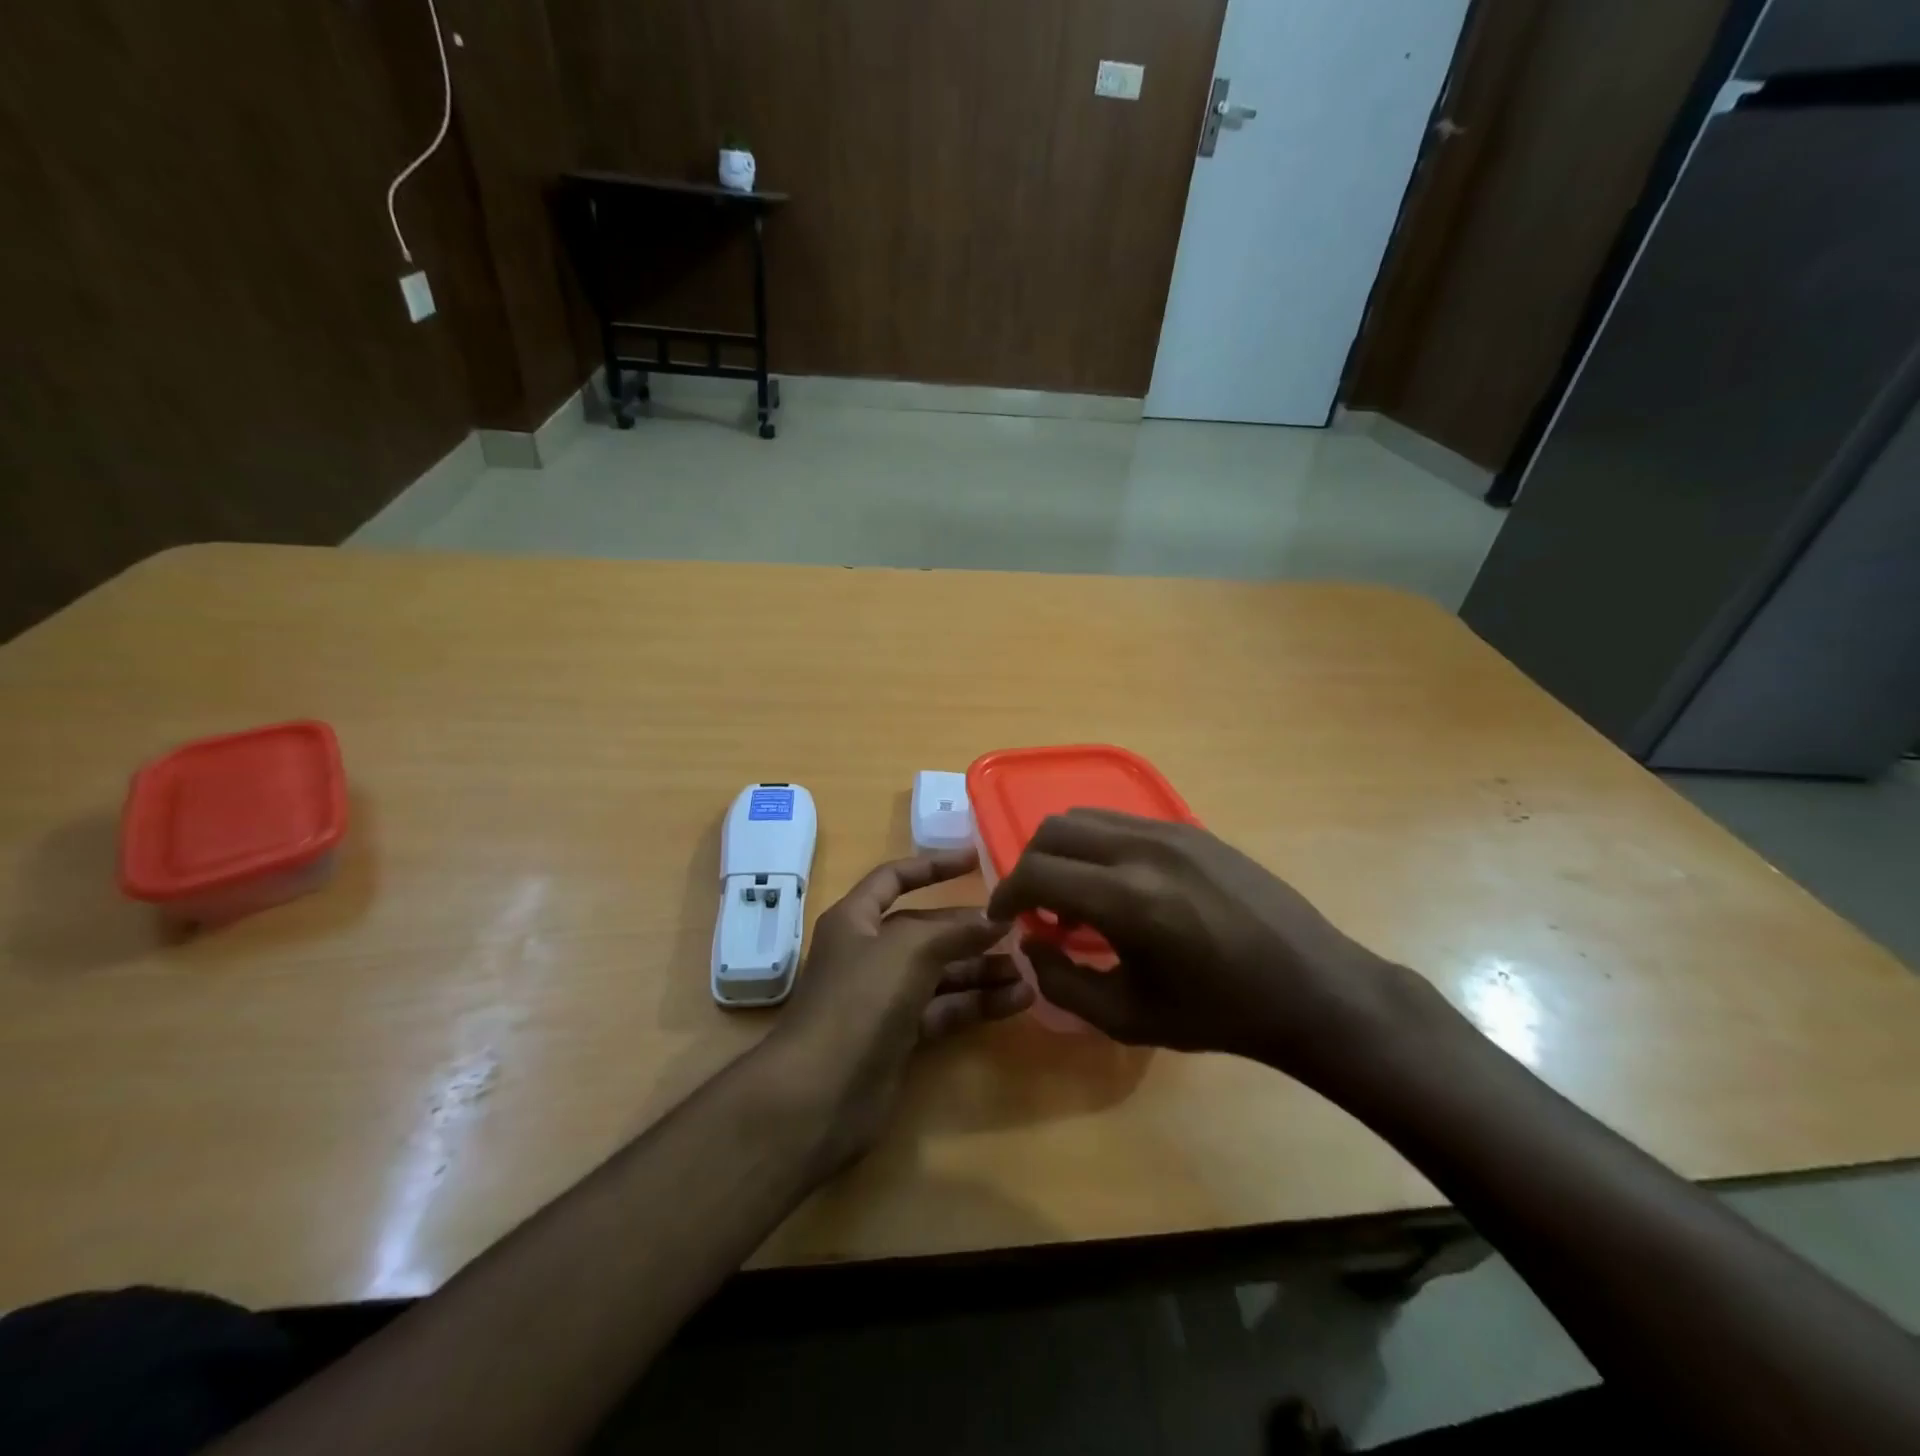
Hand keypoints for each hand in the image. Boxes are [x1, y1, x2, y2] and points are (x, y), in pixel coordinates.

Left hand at [768, 848, 1032, 1166]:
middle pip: (926, 931)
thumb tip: (995, 918)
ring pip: (941, 973)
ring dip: (982, 970)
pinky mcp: (900, 1036)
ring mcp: (884, 997)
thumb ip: (954, 930)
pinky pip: (945, 1009)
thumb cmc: (859, 1001)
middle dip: (970, 930)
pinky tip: (1018, 1001)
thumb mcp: (908, 950)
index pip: (895, 878)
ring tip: (1029, 970)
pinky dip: (977, 1003)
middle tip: (1019, 930)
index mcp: (856, 920)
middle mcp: (869, 953)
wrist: (820, 1095)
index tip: (976, 859)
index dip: (932, 866)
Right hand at [986, 810, 1426, 1081]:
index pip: (1036, 872)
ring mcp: (1171, 830)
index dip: (1005, 894)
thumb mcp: (1128, 1018)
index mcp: (1126, 899)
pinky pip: (1122, 821)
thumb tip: (1031, 944)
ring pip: (1086, 817)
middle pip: (1053, 831)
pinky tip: (1119, 887)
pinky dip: (1097, 846)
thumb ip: (1062, 983)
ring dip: (1063, 852)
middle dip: (1030, 867)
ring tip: (1077, 898)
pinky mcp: (1192, 828)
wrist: (1311, 988)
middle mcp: (1142, 849)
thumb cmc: (1218, 1014)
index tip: (1002, 919)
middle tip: (1037, 910)